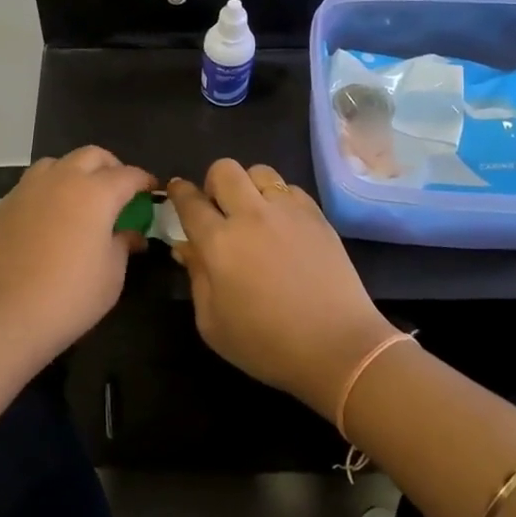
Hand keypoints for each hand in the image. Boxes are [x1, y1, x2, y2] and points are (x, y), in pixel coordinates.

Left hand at [0, 147, 155, 362]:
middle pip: (92, 156)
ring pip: (58, 163)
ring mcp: (28, 189)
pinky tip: (50, 218)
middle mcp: (62, 180)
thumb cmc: (68, 297)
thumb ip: (123, 245)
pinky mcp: (4, 206)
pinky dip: (49, 190)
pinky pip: (33, 184)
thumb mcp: (111, 276)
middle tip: (119, 191)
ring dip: (76, 172)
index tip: (152, 191)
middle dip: (111, 167)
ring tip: (81, 198)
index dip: (144, 181)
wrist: (0, 316)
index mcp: (96, 192)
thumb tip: (130, 234)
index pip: (128, 175)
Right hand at [167, 160, 394, 418]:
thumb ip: (196, 278)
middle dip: (214, 183)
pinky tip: (284, 225)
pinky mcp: (316, 214)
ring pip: (259, 171)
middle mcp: (251, 215)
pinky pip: (290, 188)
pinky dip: (280, 199)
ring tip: (255, 213)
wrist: (338, 347)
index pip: (190, 201)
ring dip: (249, 186)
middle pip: (224, 170)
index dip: (179, 192)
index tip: (177, 191)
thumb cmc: (267, 345)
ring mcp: (287, 210)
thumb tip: (187, 248)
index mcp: (219, 243)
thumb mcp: (213, 324)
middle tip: (219, 208)